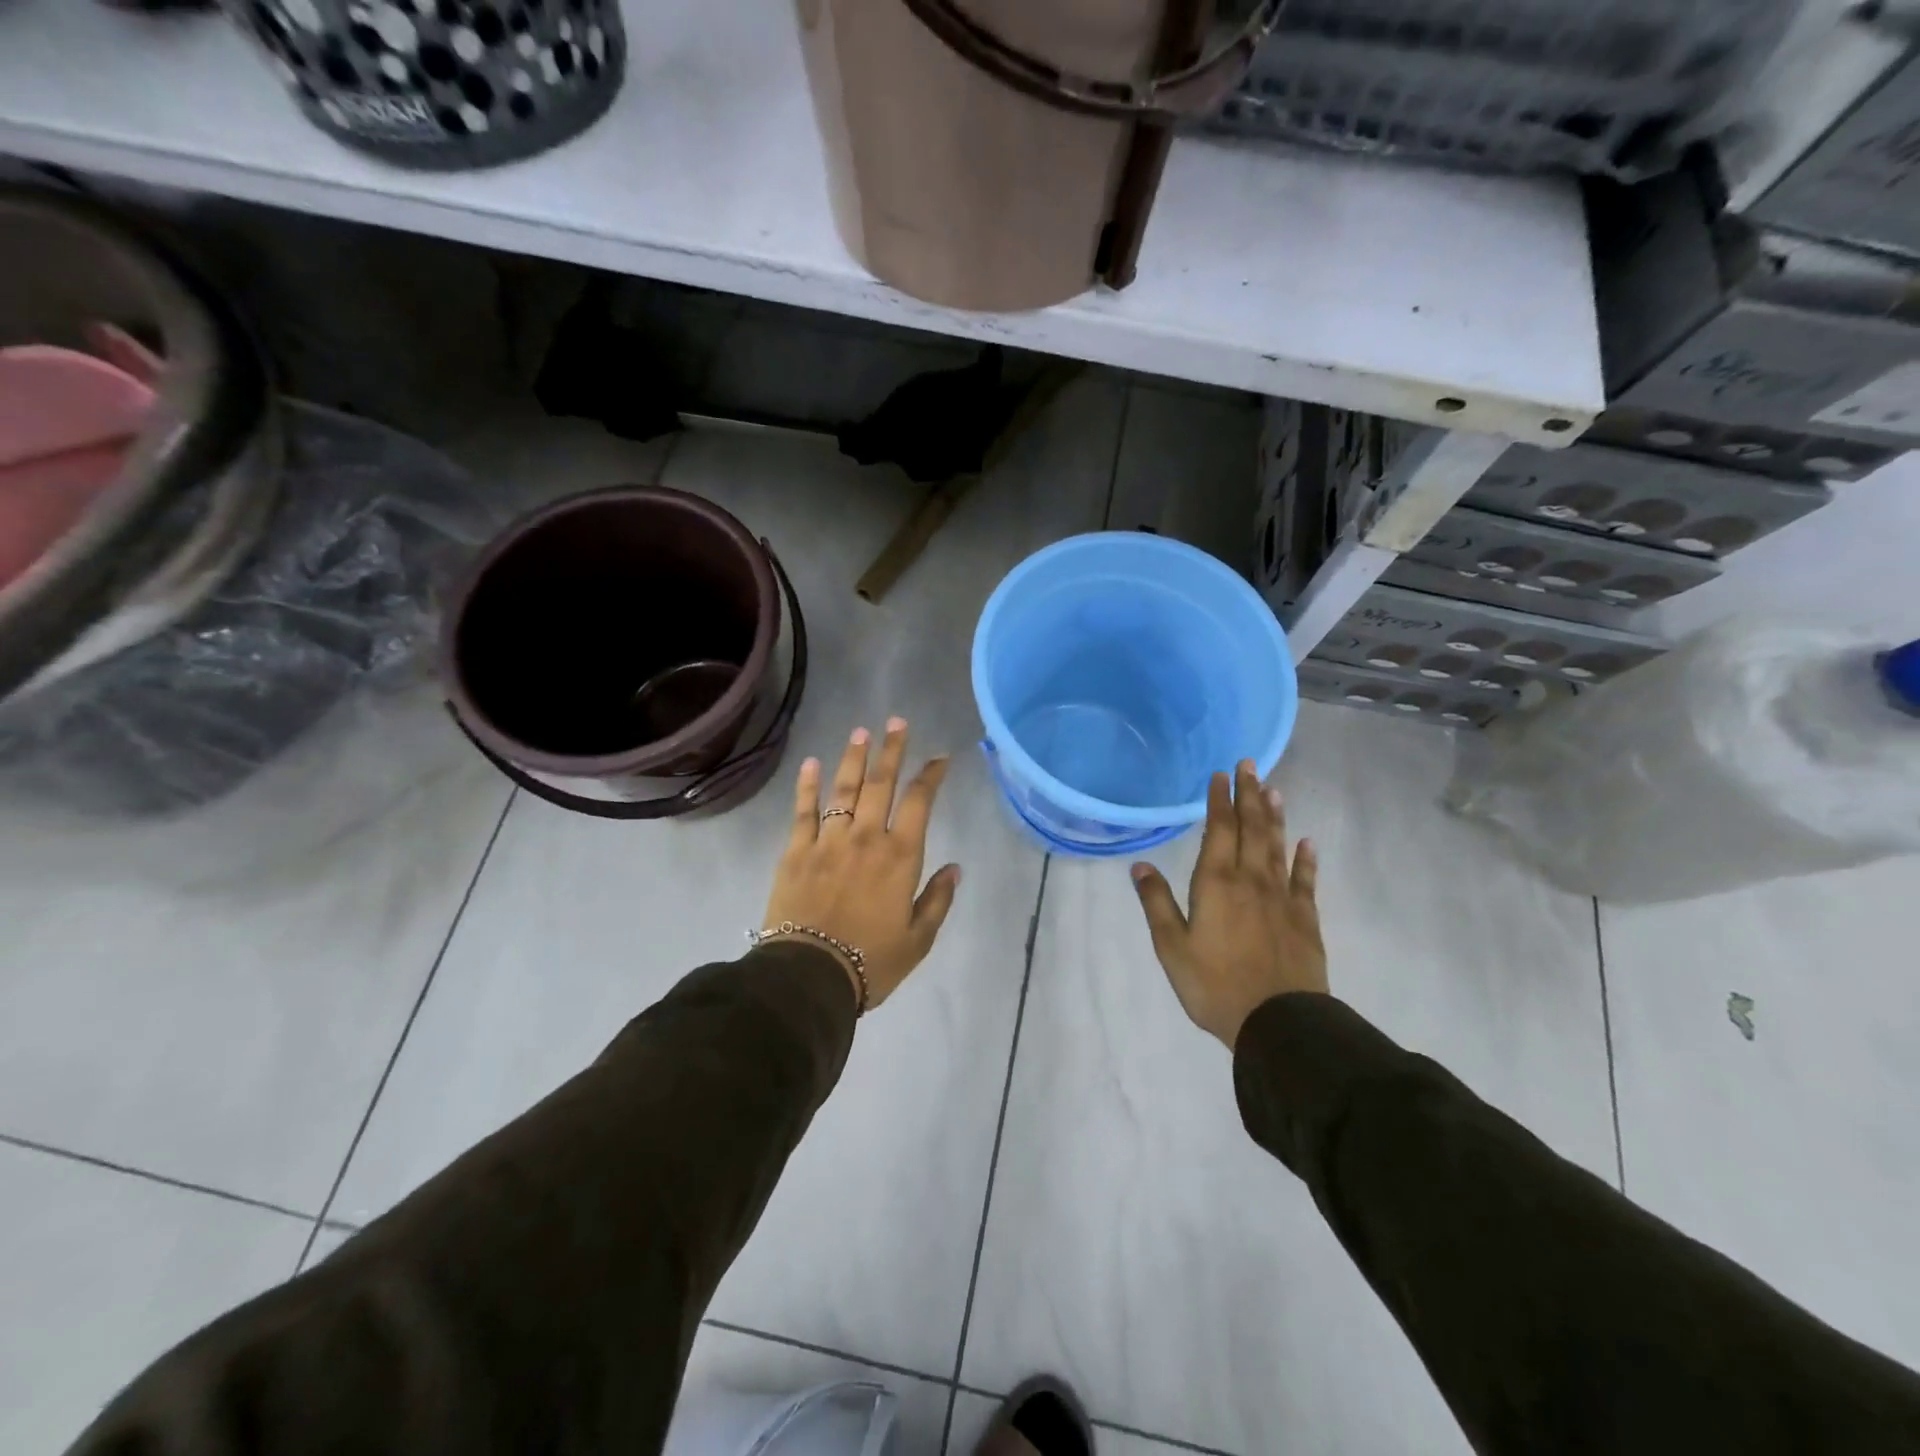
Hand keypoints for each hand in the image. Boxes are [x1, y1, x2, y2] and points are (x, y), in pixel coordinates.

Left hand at [762, 718, 961, 1011]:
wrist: (809, 978)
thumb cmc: (871, 962)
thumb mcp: (919, 939)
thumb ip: (938, 899)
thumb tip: (956, 867)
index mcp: (900, 856)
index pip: (919, 802)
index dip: (930, 776)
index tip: (939, 759)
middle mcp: (866, 837)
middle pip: (881, 783)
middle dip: (891, 750)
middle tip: (896, 722)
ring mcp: (828, 840)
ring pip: (843, 789)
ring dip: (854, 758)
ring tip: (861, 732)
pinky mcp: (796, 851)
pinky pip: (803, 810)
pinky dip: (807, 785)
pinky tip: (811, 763)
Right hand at [1131, 760, 1326, 1049]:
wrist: (1278, 1022)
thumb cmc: (1214, 984)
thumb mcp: (1171, 947)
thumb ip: (1157, 903)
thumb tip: (1140, 865)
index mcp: (1216, 883)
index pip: (1219, 830)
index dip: (1219, 801)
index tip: (1221, 774)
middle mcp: (1251, 880)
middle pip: (1252, 829)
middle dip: (1249, 795)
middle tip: (1251, 764)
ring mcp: (1282, 898)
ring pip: (1278, 847)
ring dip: (1275, 817)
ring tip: (1274, 790)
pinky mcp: (1305, 919)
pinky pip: (1305, 881)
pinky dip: (1306, 859)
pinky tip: (1308, 843)